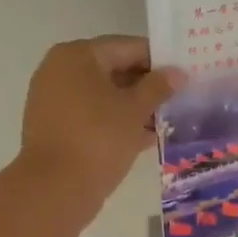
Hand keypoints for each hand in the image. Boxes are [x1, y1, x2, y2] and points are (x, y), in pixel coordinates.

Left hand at [17, 36, 182, 214]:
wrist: (55, 189)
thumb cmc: (98, 139)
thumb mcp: (135, 110)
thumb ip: (158, 87)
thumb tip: (177, 73)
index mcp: (77, 55)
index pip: (128, 47)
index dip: (159, 60)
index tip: (185, 74)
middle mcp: (60, 70)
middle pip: (113, 70)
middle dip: (146, 86)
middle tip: (179, 98)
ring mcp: (53, 99)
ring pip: (103, 96)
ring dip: (133, 107)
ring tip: (166, 120)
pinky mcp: (54, 127)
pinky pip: (92, 116)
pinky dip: (115, 122)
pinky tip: (144, 138)